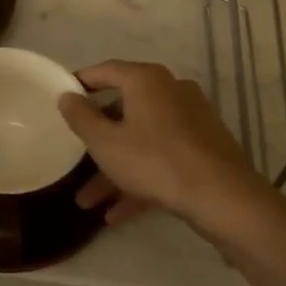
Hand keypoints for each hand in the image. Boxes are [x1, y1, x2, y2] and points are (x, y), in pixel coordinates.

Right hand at [57, 60, 265, 230]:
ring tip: (89, 202)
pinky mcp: (202, 147)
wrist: (222, 197)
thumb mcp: (105, 143)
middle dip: (96, 141)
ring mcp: (190, 120)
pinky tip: (118, 213)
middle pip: (123, 111)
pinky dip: (140, 178)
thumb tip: (67, 96)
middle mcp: (171, 91)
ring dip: (114, 170)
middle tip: (74, 156)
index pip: (106, 71)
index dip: (81, 82)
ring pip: (141, 140)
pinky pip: (161, 157)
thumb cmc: (154, 161)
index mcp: (146, 81)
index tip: (63, 96)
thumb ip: (81, 117)